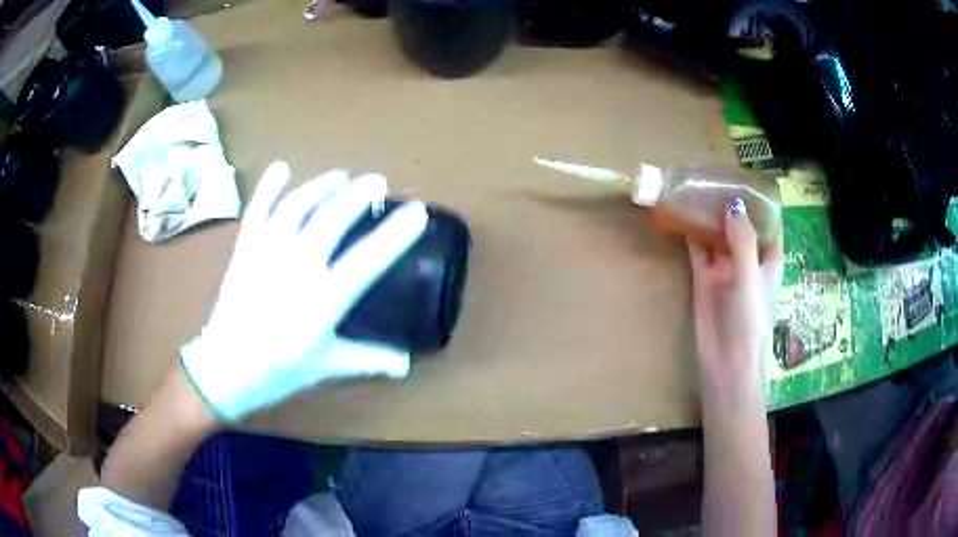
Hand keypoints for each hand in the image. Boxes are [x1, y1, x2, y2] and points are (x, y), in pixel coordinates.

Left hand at [181, 161, 428, 420]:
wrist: (224, 368)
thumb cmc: (278, 370)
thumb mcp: (327, 366)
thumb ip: (369, 359)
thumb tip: (406, 365)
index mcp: (322, 300)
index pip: (367, 260)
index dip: (395, 234)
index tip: (417, 211)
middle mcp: (296, 268)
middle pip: (332, 219)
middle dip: (358, 195)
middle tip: (378, 182)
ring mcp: (267, 253)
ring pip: (297, 207)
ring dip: (322, 186)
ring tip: (342, 175)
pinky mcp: (245, 249)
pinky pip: (258, 210)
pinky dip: (269, 187)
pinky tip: (281, 168)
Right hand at [687, 198, 782, 405]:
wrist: (726, 362)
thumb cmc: (749, 321)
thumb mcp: (751, 277)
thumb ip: (742, 240)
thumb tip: (733, 203)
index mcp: (768, 259)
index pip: (769, 224)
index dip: (760, 203)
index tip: (746, 178)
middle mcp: (748, 259)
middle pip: (741, 224)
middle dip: (730, 202)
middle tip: (714, 174)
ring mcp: (725, 268)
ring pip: (718, 234)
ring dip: (710, 215)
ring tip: (696, 186)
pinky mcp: (704, 278)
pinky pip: (698, 249)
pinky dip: (692, 232)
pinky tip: (682, 212)